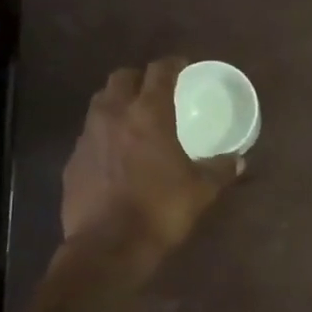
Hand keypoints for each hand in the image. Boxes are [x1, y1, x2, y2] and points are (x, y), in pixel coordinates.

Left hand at [61, 58, 241, 261]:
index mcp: (149, 114)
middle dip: (139, 78)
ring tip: (133, 119)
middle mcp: (114, 115)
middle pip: (122, 78)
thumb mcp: (200, 191)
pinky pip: (89, 135)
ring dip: (117, 103)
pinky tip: (115, 155)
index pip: (159, 72)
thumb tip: (238, 161)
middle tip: (155, 90)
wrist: (107, 247)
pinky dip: (103, 135)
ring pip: (100, 103)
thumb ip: (219, 170)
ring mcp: (87, 137)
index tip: (182, 65)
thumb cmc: (160, 210)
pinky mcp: (72, 161)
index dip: (172, 64)